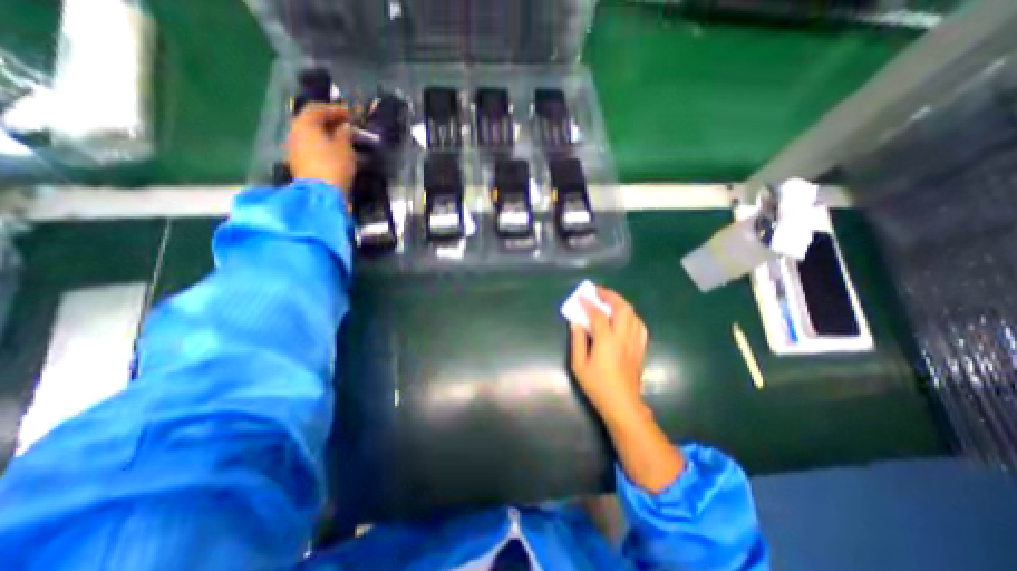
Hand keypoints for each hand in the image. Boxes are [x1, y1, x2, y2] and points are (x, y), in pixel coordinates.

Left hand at [285, 103, 356, 188]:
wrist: (321, 195)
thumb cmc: (334, 166)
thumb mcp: (345, 148)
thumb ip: (345, 134)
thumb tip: (344, 127)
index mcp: (305, 124)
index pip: (317, 109)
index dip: (335, 109)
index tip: (350, 114)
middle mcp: (295, 132)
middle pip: (310, 122)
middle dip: (328, 122)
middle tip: (346, 126)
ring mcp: (294, 150)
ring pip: (310, 136)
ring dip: (325, 136)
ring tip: (341, 141)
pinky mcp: (298, 164)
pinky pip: (310, 149)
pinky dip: (322, 148)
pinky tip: (333, 154)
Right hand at [569, 288, 647, 426]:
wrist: (622, 403)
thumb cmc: (597, 385)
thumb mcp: (579, 364)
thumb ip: (577, 341)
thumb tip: (576, 322)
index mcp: (607, 340)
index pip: (598, 315)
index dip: (589, 303)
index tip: (581, 297)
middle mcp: (623, 337)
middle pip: (622, 308)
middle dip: (610, 296)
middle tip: (598, 292)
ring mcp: (635, 341)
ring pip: (633, 314)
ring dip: (621, 303)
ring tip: (610, 300)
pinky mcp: (640, 347)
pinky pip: (639, 325)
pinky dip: (631, 315)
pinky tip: (624, 317)